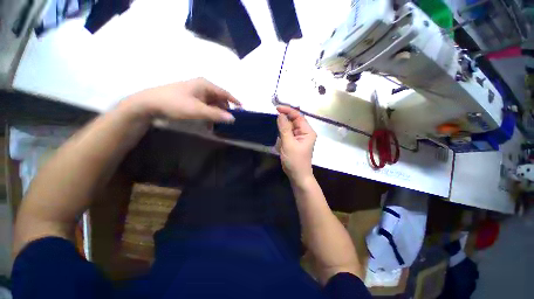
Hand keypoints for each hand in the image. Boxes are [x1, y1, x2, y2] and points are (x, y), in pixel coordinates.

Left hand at [127, 78, 240, 122]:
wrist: (149, 104)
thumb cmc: (175, 103)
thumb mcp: (197, 110)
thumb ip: (216, 115)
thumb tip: (233, 118)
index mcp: (205, 85)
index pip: (225, 93)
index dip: (235, 101)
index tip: (243, 109)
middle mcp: (202, 87)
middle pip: (219, 99)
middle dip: (224, 111)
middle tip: (228, 122)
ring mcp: (196, 93)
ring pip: (212, 104)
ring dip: (216, 114)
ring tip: (217, 125)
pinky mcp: (191, 99)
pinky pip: (205, 107)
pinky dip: (208, 115)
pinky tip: (208, 123)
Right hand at [276, 105, 316, 181]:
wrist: (298, 176)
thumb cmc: (295, 161)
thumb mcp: (289, 144)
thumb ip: (284, 129)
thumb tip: (280, 115)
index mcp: (307, 131)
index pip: (298, 116)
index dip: (288, 111)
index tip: (276, 108)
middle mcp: (305, 132)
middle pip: (294, 121)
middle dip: (284, 119)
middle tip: (273, 118)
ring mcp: (300, 137)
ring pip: (290, 127)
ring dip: (282, 127)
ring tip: (276, 130)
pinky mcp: (295, 142)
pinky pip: (288, 134)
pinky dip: (282, 134)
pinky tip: (279, 138)